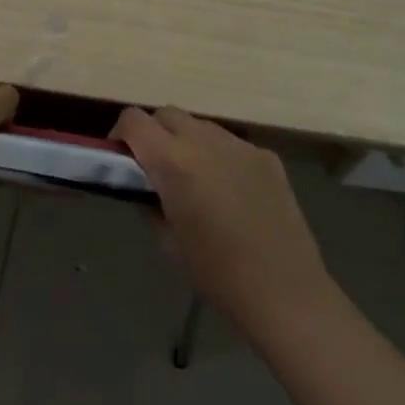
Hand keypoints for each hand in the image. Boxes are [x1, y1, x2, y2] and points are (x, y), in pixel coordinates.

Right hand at [112, 106, 330, 331]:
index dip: (120, 133)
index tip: (120, 156)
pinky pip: (230, 144)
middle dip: (153, 133)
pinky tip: (230, 192)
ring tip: (194, 180)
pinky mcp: (266, 155)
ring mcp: (240, 144)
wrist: (284, 290)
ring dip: (187, 142)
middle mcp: (205, 141)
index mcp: (174, 162)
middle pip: (167, 114)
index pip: (134, 120)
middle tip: (154, 168)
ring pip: (200, 126)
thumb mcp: (168, 243)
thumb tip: (143, 188)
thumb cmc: (217, 274)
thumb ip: (149, 204)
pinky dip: (218, 156)